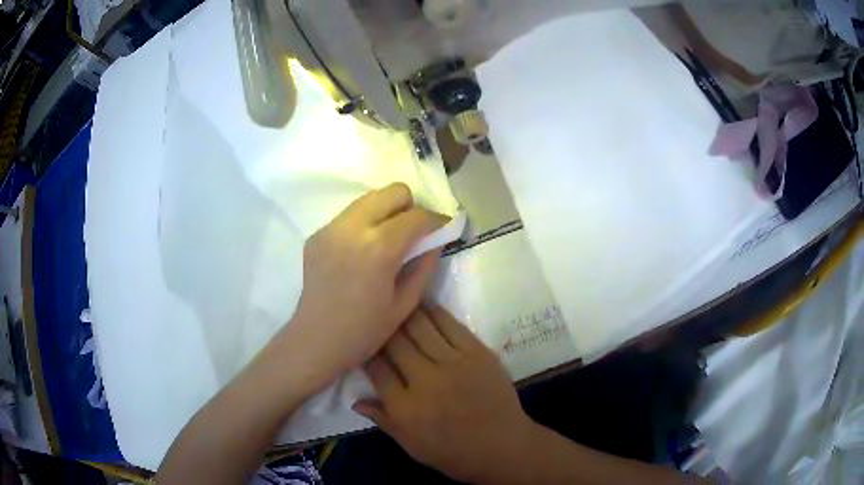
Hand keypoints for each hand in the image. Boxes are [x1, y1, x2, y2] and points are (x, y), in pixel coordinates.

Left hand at [277, 183, 447, 393]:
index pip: (417, 216)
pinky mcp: (317, 234)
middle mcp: (353, 228)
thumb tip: (435, 240)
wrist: (316, 340)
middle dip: (410, 207)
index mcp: (379, 248)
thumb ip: (424, 265)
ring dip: (386, 212)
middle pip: (392, 191)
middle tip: (413, 232)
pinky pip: (349, 216)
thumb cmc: (364, 331)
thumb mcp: (405, 303)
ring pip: (369, 198)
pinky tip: (361, 251)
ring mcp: (330, 228)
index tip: (443, 228)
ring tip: (387, 239)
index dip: (437, 220)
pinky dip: (363, 224)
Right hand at [354, 306, 535, 483]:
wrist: (502, 447)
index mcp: (405, 407)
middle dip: (382, 328)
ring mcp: (454, 364)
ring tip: (395, 301)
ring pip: (420, 327)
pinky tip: (424, 304)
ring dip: (405, 313)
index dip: (366, 351)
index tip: (362, 342)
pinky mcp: (478, 353)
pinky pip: (451, 325)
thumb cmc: (453, 453)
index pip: (376, 368)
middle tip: (376, 316)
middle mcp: (425, 380)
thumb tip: (355, 401)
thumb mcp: (411, 446)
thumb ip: (383, 420)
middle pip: (395, 342)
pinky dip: (434, 313)